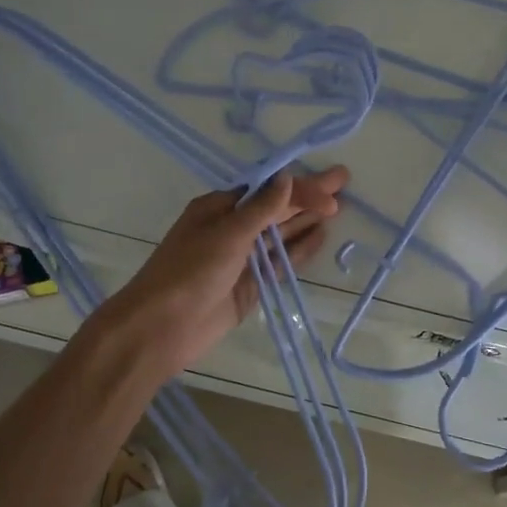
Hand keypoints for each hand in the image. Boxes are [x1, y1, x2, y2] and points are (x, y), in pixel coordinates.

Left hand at [99, 167, 349, 381]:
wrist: (162, 328)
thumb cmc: (190, 271)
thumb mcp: (227, 233)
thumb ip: (262, 208)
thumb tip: (288, 178)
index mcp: (219, 208)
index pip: (268, 189)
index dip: (301, 187)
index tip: (332, 189)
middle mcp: (232, 229)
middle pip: (277, 208)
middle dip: (308, 195)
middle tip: (343, 182)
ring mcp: (242, 258)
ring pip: (281, 234)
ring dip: (306, 220)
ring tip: (338, 208)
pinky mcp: (251, 285)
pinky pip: (280, 263)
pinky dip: (299, 251)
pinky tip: (320, 238)